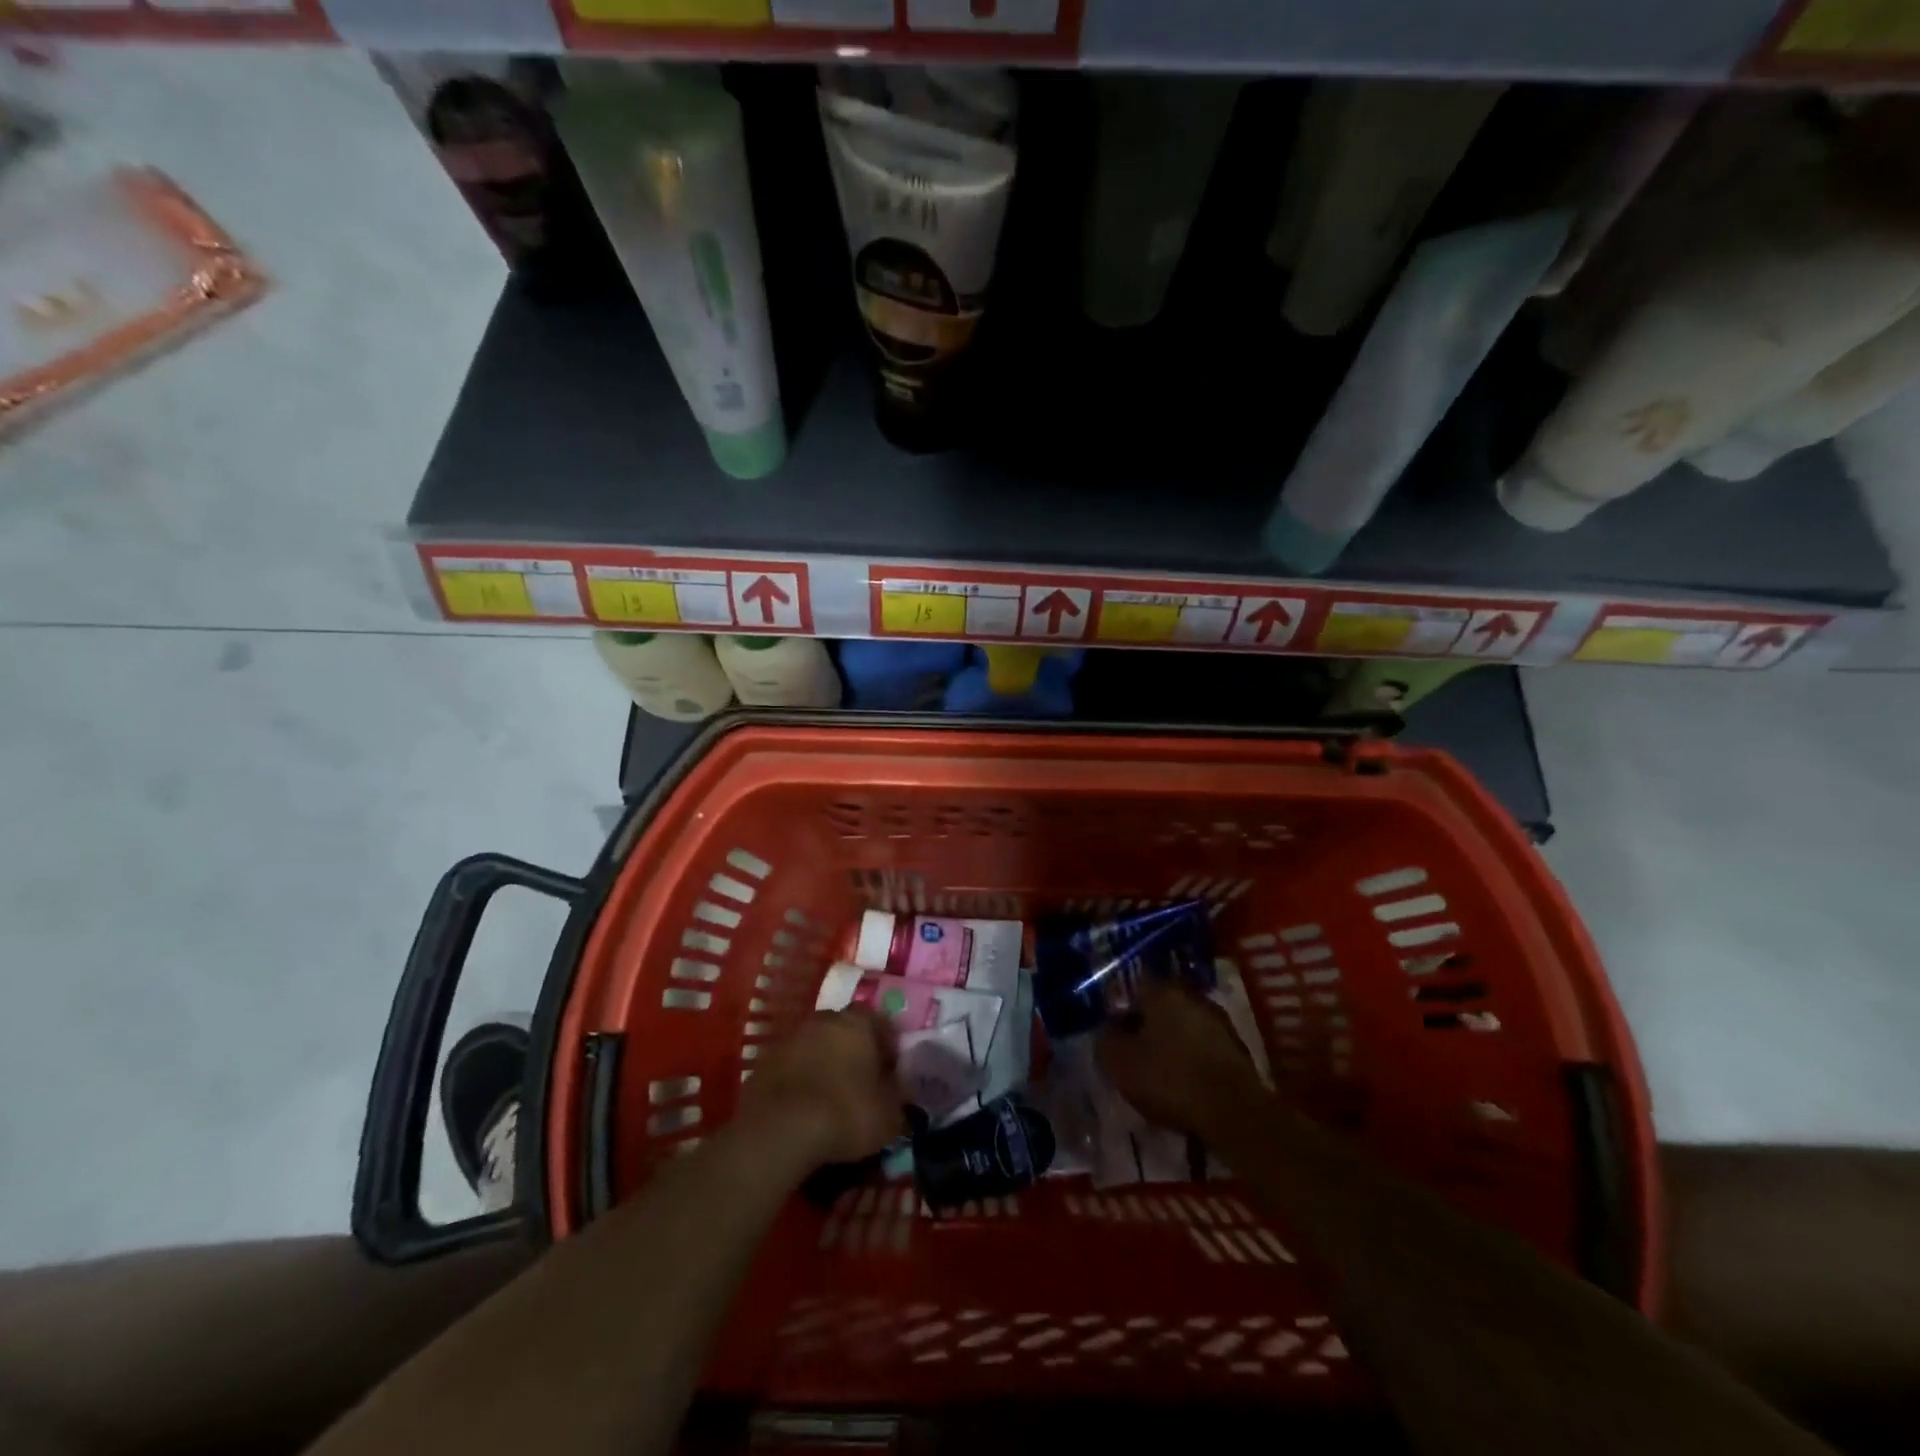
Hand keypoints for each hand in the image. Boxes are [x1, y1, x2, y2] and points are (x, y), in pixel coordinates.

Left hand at [740, 1010, 905, 1168]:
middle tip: (861, 1085)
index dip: (888, 1048)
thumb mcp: (888, 1116)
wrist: (778, 1130)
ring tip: (831, 1099)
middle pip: (845, 1030)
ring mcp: (791, 1038)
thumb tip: (900, 1093)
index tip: (891, 1074)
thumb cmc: (845, 1114)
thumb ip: (899, 1099)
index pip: (881, 1023)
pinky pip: (792, 1066)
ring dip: (825, 1065)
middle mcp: (825, 1019)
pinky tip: (804, 1108)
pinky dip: (800, 1081)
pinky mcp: (764, 1061)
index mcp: (858, 1023)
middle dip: (854, 1053)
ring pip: (816, 1046)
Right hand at [1096, 979, 1267, 1137]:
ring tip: (1161, 1076)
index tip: (1116, 1038)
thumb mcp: (1118, 1062)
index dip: (1122, 1013)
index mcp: (1162, 991)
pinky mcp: (1238, 1049)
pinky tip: (1186, 1086)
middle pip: (1161, 1008)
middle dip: (1149, 1029)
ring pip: (1185, 1028)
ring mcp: (1219, 1021)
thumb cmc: (1169, 1079)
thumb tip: (1109, 1030)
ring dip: (1173, 1045)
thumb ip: (1106, 1039)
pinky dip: (1194, 1062)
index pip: (1134, 990)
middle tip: (1137, 1056)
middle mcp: (1193, 996)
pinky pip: (1204, 1049)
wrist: (1233, 1113)